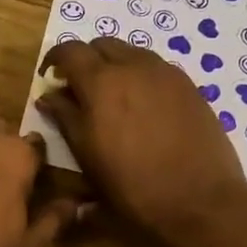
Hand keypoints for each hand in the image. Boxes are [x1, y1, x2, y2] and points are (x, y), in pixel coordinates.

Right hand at [37, 38, 246, 236]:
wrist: (198, 201)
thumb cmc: (131, 186)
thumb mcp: (86, 155)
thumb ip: (65, 118)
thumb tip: (49, 96)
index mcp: (102, 82)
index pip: (70, 50)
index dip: (54, 58)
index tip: (49, 77)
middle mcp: (134, 66)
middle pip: (102, 44)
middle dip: (85, 60)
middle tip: (78, 89)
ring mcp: (166, 73)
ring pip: (131, 53)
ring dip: (113, 65)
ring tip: (110, 98)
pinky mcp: (189, 86)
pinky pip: (156, 68)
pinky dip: (139, 76)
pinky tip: (141, 108)